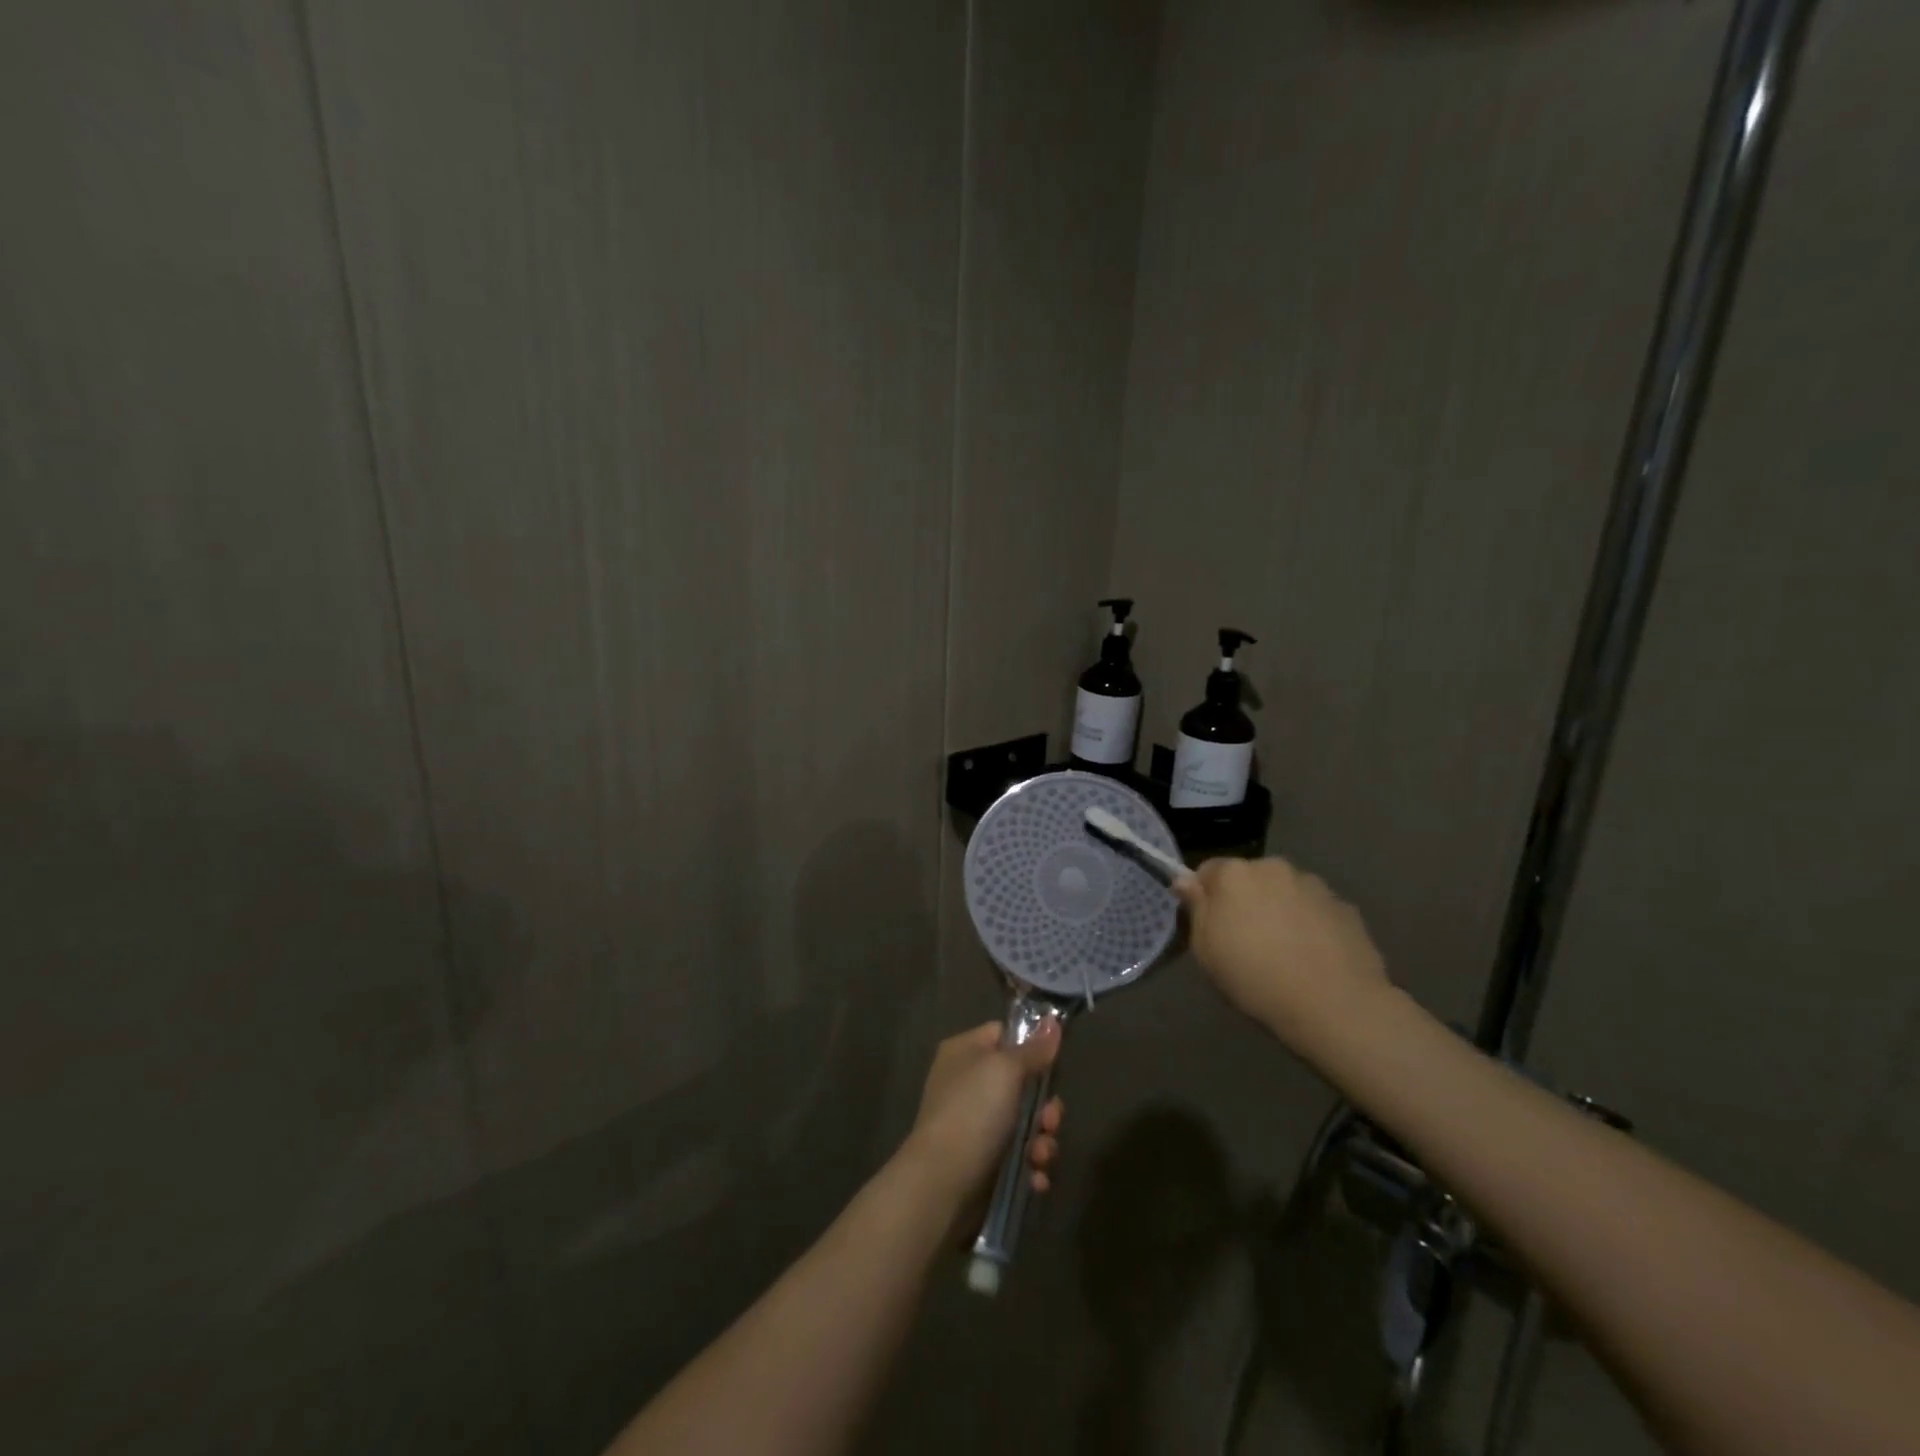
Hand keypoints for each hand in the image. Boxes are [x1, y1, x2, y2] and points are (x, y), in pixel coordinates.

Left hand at [902, 1020, 1063, 1212]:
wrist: (942, 1182)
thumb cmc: (973, 1112)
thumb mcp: (1006, 1070)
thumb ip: (1033, 1049)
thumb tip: (1053, 1021)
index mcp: (966, 1052)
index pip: (1004, 1035)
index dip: (1030, 1046)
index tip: (1053, 1062)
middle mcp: (969, 1084)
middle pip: (1022, 1084)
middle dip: (1045, 1107)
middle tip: (1049, 1121)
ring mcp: (976, 1124)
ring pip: (1026, 1124)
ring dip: (1042, 1141)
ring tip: (1040, 1156)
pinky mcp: (985, 1161)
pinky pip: (1019, 1157)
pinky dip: (1032, 1167)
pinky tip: (1036, 1178)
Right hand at [1176, 856, 1389, 1043]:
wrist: (1334, 1006)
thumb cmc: (1255, 978)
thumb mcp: (1206, 950)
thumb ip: (1196, 908)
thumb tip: (1186, 880)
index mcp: (1234, 874)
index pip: (1208, 870)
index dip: (1205, 896)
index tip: (1209, 924)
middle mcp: (1274, 868)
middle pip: (1250, 878)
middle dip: (1245, 900)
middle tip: (1246, 940)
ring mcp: (1314, 885)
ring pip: (1285, 891)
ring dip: (1280, 909)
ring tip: (1285, 951)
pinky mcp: (1346, 907)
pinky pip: (1316, 910)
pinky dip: (1311, 924)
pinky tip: (1314, 957)